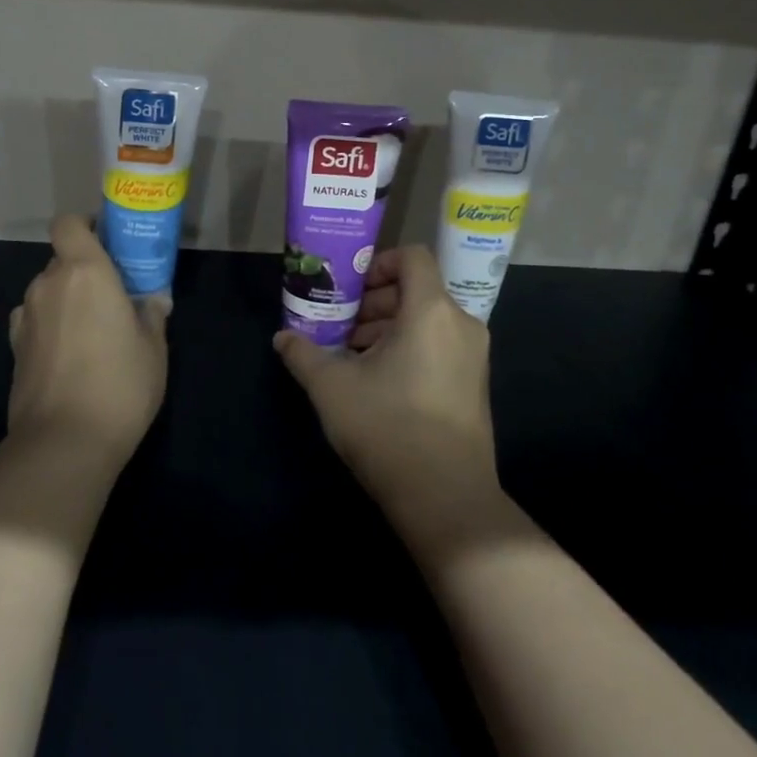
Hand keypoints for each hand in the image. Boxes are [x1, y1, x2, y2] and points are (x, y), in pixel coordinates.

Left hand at [8, 216, 168, 464]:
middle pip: (63, 259)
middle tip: (114, 296)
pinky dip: (50, 324)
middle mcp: (49, 283)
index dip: (85, 226)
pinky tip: (69, 352)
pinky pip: (36, 319)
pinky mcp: (14, 347)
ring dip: (67, 299)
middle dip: (85, 270)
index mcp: (85, 271)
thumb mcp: (153, 348)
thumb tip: (153, 300)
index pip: (69, 224)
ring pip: (48, 290)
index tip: (108, 243)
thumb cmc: (119, 384)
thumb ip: (152, 315)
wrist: (63, 442)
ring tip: (93, 331)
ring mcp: (26, 316)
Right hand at [273, 246, 499, 525]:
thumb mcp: (332, 387)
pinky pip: (438, 345)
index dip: (378, 263)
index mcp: (431, 311)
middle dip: (374, 302)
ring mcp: (473, 356)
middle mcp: (460, 324)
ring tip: (351, 356)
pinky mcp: (473, 384)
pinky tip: (376, 381)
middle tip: (339, 326)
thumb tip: (282, 338)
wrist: (446, 499)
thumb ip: (303, 354)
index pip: (412, 257)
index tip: (348, 288)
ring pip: (426, 320)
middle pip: (416, 289)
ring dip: (387, 328)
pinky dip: (407, 348)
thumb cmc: (388, 427)